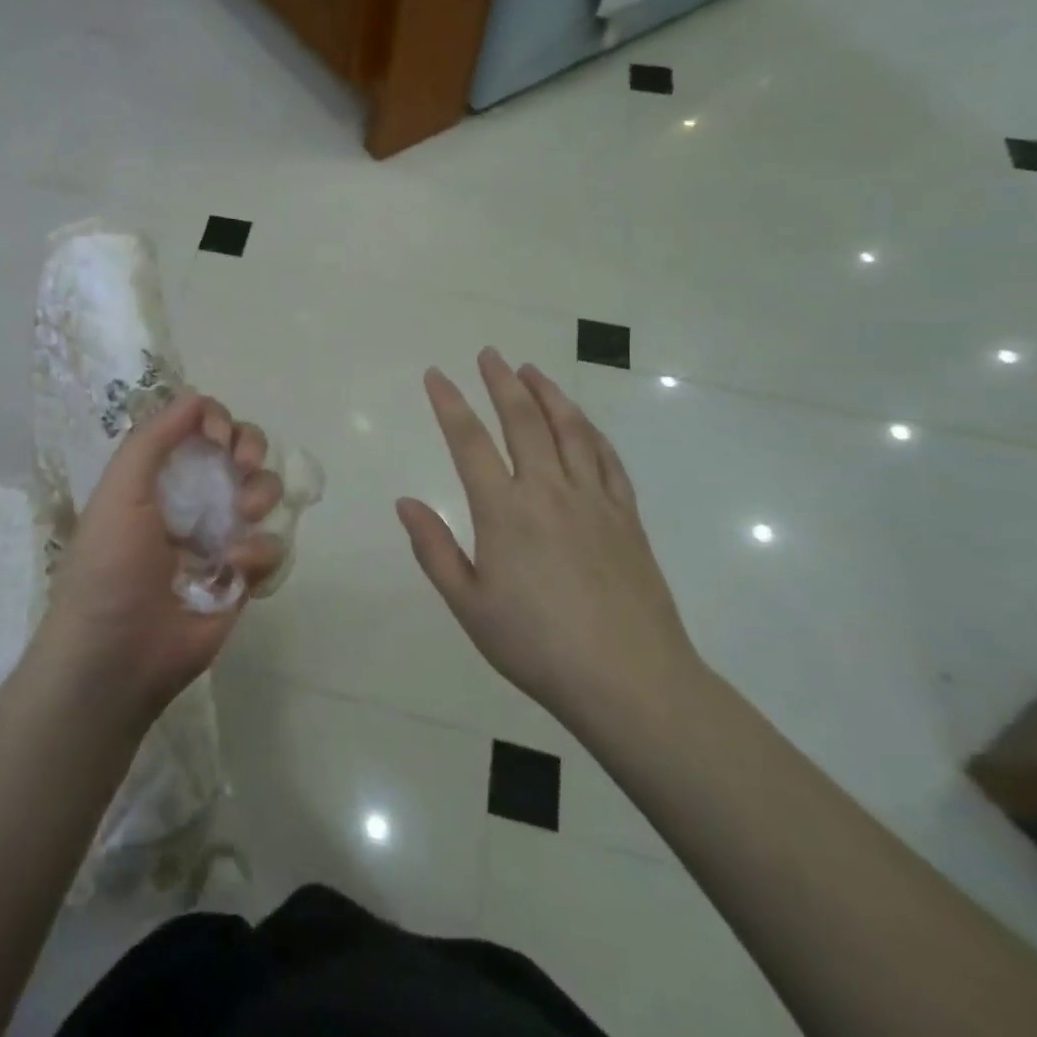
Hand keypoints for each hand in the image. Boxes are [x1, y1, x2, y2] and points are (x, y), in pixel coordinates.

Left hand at [37, 391, 283, 724]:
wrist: (118, 655)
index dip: (216, 421)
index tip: (217, 437)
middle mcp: (193, 498)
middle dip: (250, 447)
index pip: (200, 428)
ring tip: (242, 516)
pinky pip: (271, 544)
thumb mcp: (119, 490)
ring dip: (260, 492)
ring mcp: (221, 535)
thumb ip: (153, 439)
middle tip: (243, 465)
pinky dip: (260, 550)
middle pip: (240, 450)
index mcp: (160, 475)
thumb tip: (196, 397)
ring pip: (264, 490)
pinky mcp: (244, 576)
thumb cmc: (109, 565)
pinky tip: (235, 568)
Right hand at [396, 348, 702, 731]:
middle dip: (501, 383)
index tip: (436, 375)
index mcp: (504, 511)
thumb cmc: (537, 646)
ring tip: (531, 371)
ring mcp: (593, 500)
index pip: (470, 441)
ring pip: (570, 430)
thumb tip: (405, 502)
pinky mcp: (626, 517)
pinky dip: (591, 432)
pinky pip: (607, 459)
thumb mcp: (469, 605)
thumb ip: (434, 549)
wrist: (631, 682)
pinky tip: (583, 423)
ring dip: (548, 395)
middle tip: (489, 354)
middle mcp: (549, 491)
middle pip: (523, 421)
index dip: (450, 403)